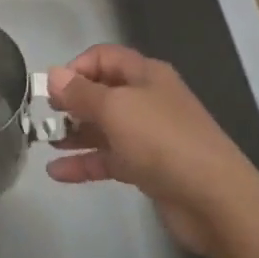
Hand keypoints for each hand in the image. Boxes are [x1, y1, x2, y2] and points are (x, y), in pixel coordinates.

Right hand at [44, 44, 258, 254]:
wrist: (215, 200)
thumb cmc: (162, 140)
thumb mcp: (115, 108)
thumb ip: (80, 92)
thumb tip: (53, 74)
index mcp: (145, 75)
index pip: (103, 57)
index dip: (76, 67)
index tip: (53, 89)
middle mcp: (147, 99)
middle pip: (102, 92)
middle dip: (71, 102)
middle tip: (44, 115)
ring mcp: (148, 135)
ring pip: (103, 127)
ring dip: (74, 133)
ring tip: (44, 142)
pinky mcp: (148, 168)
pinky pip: (109, 159)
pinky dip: (85, 163)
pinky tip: (57, 173)